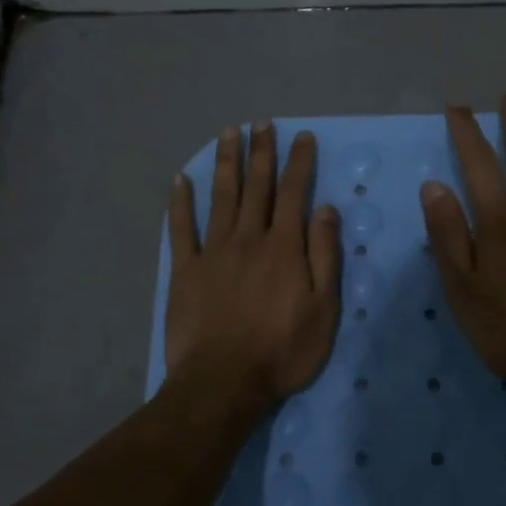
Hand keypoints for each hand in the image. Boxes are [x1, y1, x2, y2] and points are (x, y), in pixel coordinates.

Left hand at [166, 122, 341, 407]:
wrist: (223, 383)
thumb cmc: (282, 351)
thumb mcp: (323, 310)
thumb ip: (324, 256)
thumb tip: (325, 209)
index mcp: (284, 247)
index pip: (294, 193)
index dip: (299, 163)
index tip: (301, 136)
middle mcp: (248, 239)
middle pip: (256, 186)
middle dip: (260, 152)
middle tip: (260, 123)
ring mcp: (213, 252)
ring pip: (221, 197)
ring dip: (225, 163)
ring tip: (227, 133)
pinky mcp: (185, 270)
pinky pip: (181, 229)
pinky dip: (179, 203)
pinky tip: (180, 180)